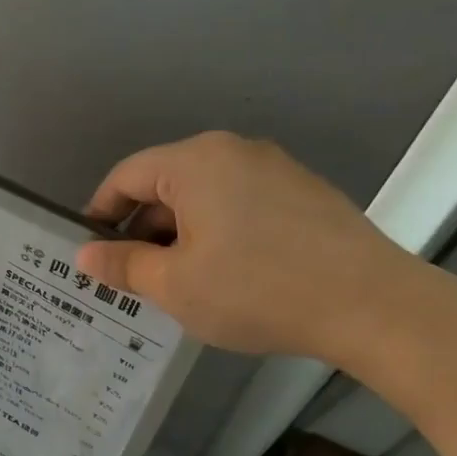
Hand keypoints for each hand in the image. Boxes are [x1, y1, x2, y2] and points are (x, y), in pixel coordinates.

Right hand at [75, 132, 417, 359]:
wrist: (371, 305)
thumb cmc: (255, 290)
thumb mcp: (174, 285)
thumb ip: (123, 265)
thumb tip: (85, 256)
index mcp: (195, 163)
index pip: (126, 176)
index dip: (99, 213)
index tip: (90, 253)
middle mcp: (233, 151)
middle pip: (166, 184)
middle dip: (141, 230)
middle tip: (132, 278)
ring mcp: (275, 168)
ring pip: (204, 196)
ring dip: (179, 235)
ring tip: (178, 283)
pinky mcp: (303, 192)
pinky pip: (239, 204)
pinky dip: (217, 232)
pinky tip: (226, 275)